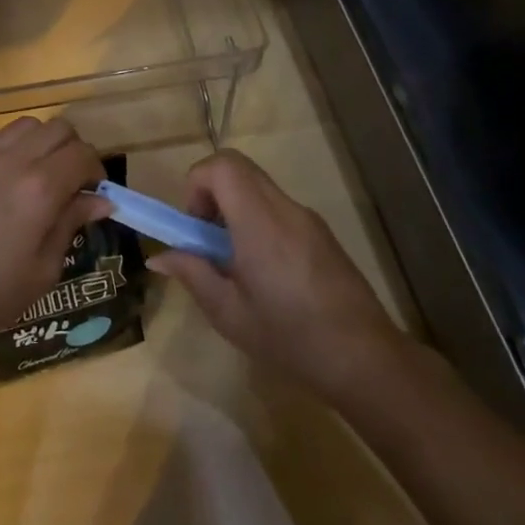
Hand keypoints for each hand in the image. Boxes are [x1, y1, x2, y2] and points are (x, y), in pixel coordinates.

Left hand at [0, 117, 110, 357]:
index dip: (96, 171)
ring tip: (29, 177)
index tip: (92, 194)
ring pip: (22, 125)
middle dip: (71, 151)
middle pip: (57, 128)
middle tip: (66, 183)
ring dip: (37, 144)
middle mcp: (11, 159)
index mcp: (40, 188)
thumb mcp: (42, 271)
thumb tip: (100, 200)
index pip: (83, 154)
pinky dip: (2, 146)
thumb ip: (71, 224)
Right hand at [152, 149, 412, 404]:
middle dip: (211, 193)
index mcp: (259, 222)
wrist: (365, 359)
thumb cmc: (290, 338)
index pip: (222, 165)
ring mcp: (308, 218)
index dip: (197, 183)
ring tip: (235, 262)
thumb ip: (192, 274)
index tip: (195, 226)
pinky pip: (278, 207)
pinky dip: (258, 220)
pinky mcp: (322, 233)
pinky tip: (265, 272)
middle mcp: (285, 209)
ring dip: (234, 208)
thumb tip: (158, 257)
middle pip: (238, 168)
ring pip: (258, 187)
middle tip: (208, 240)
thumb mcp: (229, 313)